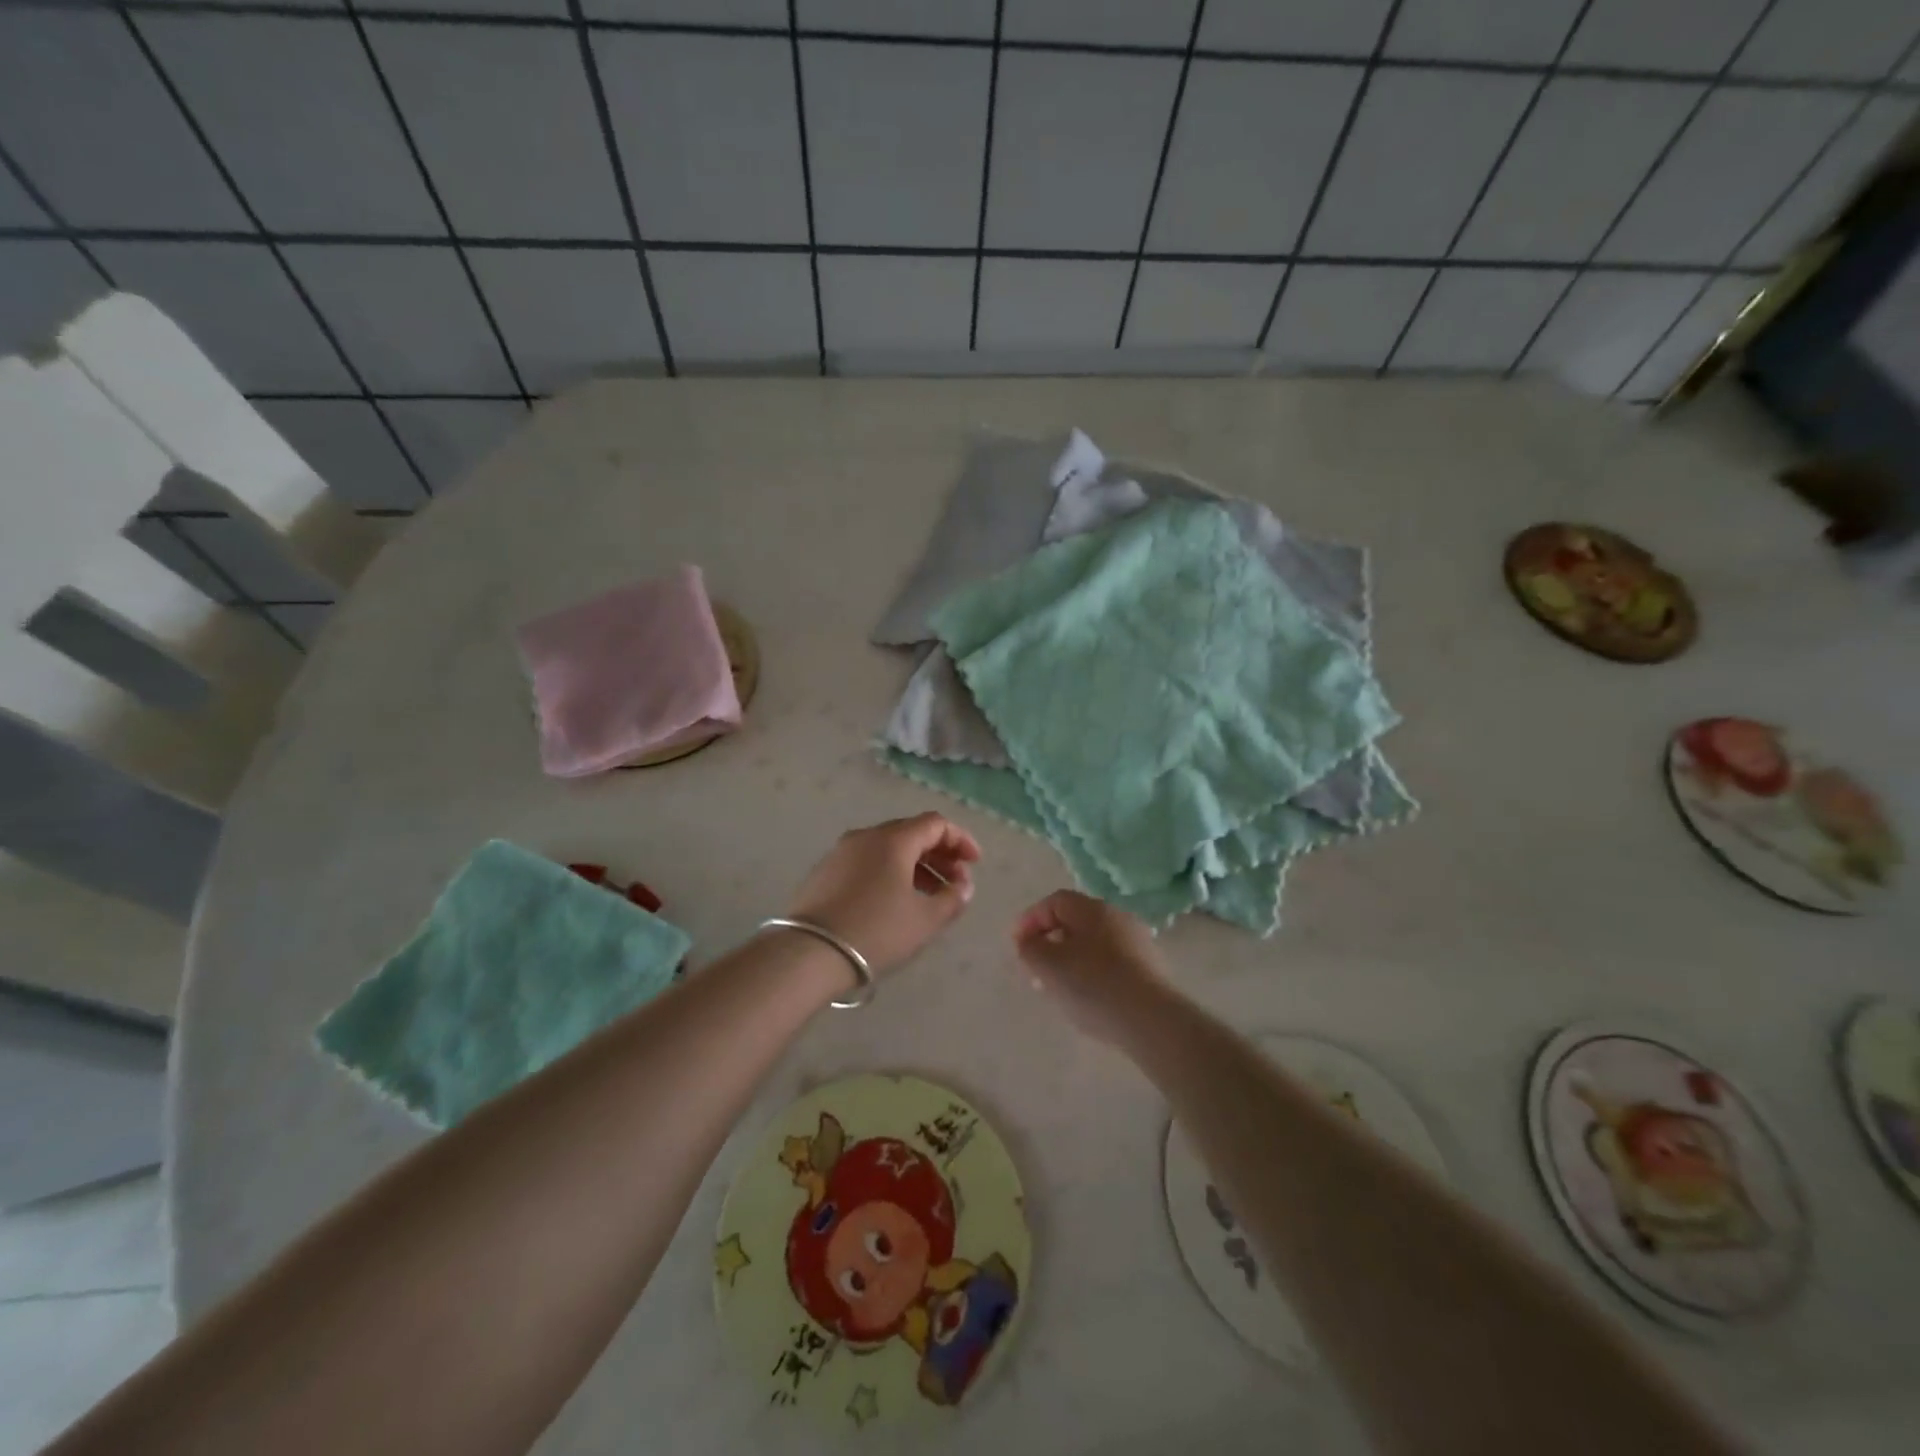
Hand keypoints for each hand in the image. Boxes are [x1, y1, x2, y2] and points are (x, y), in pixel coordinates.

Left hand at [786, 813, 980, 974]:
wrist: (809, 953)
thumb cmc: (876, 931)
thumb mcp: (924, 920)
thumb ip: (952, 898)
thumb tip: (963, 886)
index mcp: (893, 839)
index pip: (935, 823)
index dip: (960, 839)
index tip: (975, 863)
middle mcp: (866, 836)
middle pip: (911, 833)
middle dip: (939, 854)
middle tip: (956, 881)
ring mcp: (841, 852)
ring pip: (888, 848)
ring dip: (916, 865)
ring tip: (930, 895)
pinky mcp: (825, 871)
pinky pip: (868, 861)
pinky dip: (890, 872)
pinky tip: (896, 900)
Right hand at [1011, 890, 1168, 1045]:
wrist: (1152, 1021)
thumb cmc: (1093, 985)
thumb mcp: (1048, 966)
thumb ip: (1030, 948)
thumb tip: (1029, 942)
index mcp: (1092, 908)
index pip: (1054, 902)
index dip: (1030, 920)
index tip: (1016, 946)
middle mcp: (1117, 916)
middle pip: (1074, 922)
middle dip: (1049, 942)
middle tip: (1034, 968)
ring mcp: (1137, 942)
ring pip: (1092, 944)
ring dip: (1069, 960)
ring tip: (1056, 988)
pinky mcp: (1149, 969)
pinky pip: (1110, 962)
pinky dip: (1091, 973)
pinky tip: (1085, 998)